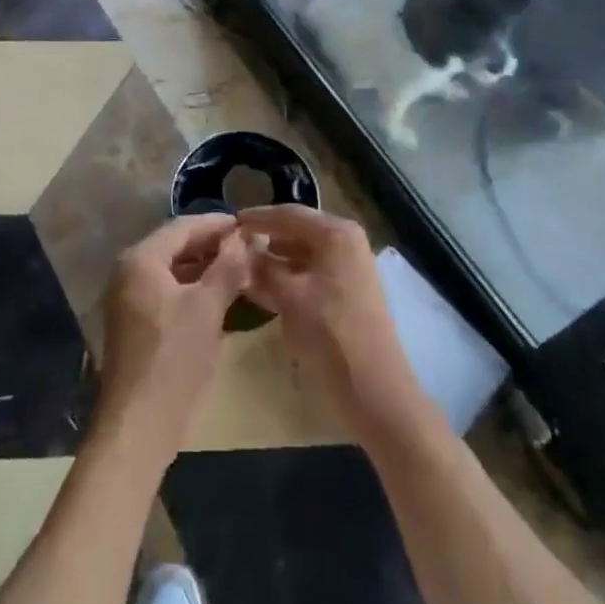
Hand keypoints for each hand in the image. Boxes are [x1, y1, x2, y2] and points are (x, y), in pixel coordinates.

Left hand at [91, 214, 250, 469]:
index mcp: (141, 260)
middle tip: (247, 247)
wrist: (138, 426)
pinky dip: (193, 291)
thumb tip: (243, 238)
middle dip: (212, 246)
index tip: (247, 225)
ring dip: (205, 269)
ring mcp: (129, 300)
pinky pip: (168, 293)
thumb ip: (227, 267)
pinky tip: (220, 299)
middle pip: (176, 247)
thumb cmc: (174, 358)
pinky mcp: (136, 325)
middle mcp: (129, 273)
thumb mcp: (207, 308)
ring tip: (240, 270)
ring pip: (173, 272)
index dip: (217, 224)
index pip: (183, 227)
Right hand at [237, 205, 434, 444]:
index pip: (289, 214)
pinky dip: (290, 275)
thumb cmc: (330, 334)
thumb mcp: (288, 297)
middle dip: (266, 238)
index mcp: (336, 233)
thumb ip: (262, 268)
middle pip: (298, 230)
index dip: (257, 218)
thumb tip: (239, 250)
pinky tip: (266, 288)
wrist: (374, 389)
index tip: (230, 222)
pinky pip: (313, 272)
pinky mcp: (350, 290)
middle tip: (234, 245)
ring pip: (305, 253)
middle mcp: (347, 241)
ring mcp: (351, 266)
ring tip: (244, 266)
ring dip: (276, 259)